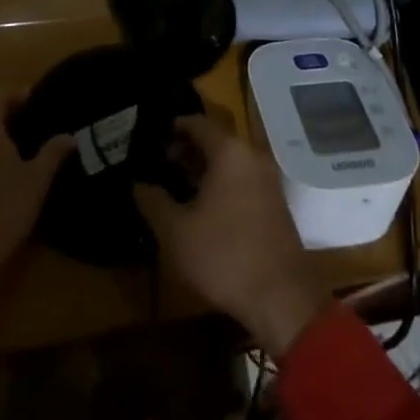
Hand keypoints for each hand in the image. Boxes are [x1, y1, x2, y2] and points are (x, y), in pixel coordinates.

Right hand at [133, 116, 328, 358]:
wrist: (280, 295)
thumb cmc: (224, 255)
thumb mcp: (176, 232)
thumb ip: (154, 202)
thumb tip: (139, 185)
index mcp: (229, 152)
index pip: (198, 123)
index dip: (174, 127)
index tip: (153, 136)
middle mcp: (251, 155)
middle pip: (215, 139)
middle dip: (187, 148)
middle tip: (160, 161)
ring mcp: (266, 178)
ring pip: (230, 160)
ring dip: (204, 166)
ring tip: (176, 182)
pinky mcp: (274, 201)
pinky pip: (242, 177)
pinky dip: (221, 180)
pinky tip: (202, 203)